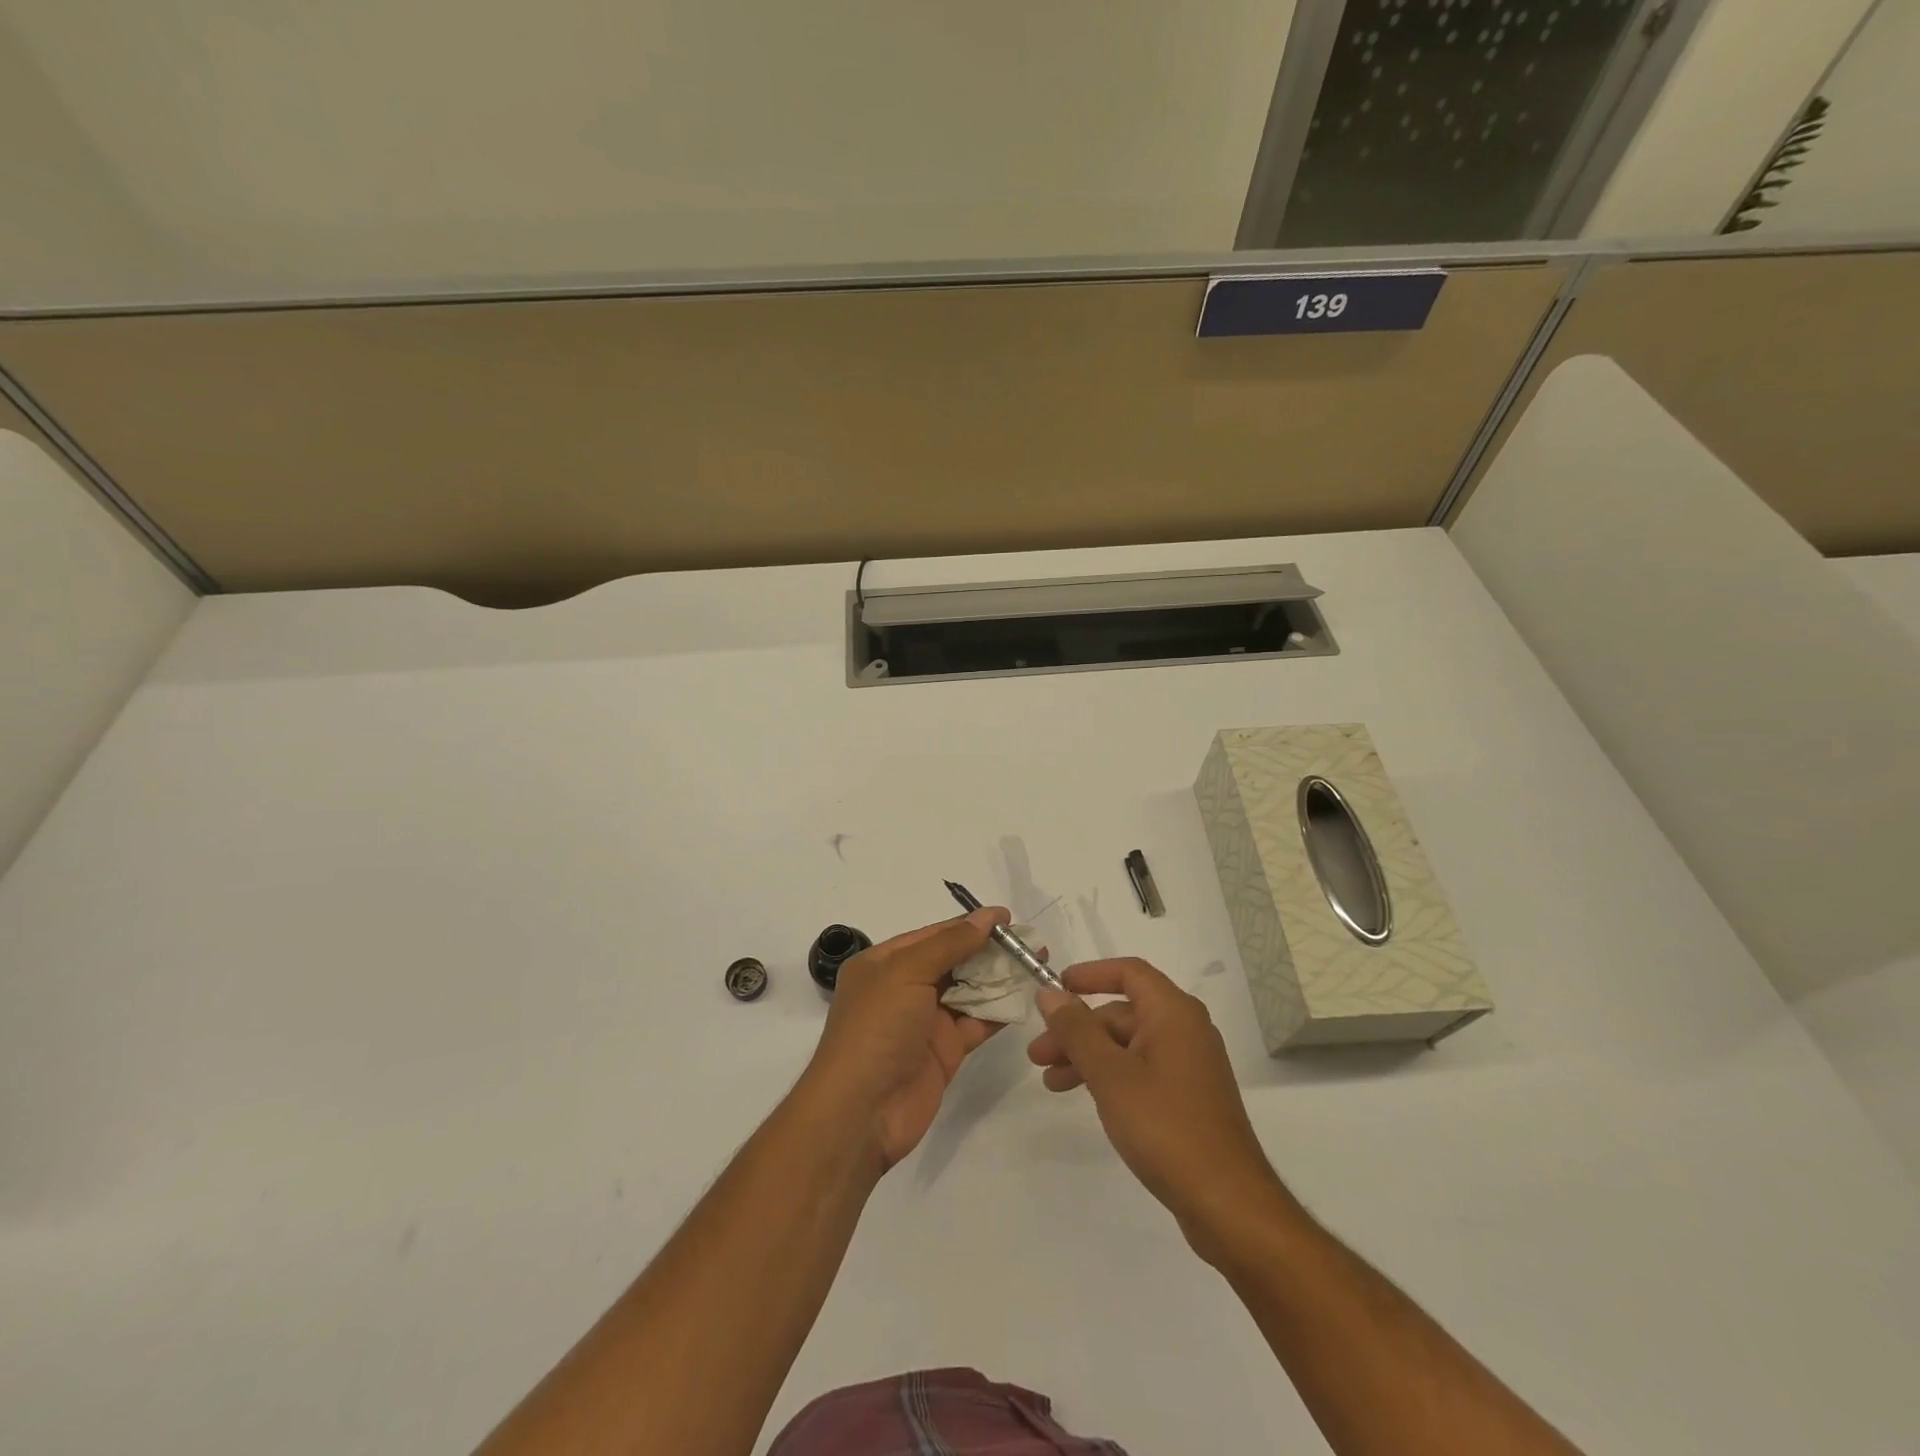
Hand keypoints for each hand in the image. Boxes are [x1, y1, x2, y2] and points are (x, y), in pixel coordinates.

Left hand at [798, 908, 1009, 1168]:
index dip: (970, 924)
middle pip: (954, 960)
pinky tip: (1026, 997)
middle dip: (990, 950)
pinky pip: (977, 1022)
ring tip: (1037, 964)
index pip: (934, 934)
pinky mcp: (945, 1051)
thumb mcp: (906, 973)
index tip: (1008, 918)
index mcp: (884, 963)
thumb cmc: (876, 1029)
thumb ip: (950, 943)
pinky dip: (1000, 1010)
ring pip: (969, 990)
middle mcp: (904, 988)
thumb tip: (987, 917)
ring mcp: (926, 1021)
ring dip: (999, 978)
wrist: (861, 1112)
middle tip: (1031, 942)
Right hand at [1026, 959, 1287, 1258]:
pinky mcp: (1188, 1097)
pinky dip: (1110, 1076)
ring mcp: (1188, 1065)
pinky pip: (1141, 1070)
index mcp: (1174, 1013)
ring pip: (1128, 1045)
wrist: (1227, 1203)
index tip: (1055, 988)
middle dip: (1078, 1029)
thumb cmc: (1165, 1127)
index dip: (1090, 975)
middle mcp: (1185, 1030)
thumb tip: (1050, 994)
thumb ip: (1077, 1031)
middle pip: (1123, 1012)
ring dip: (1088, 1056)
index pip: (1129, 972)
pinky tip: (1086, 1097)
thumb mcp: (1110, 1075)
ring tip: (1050, 1082)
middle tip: (1037, 1055)